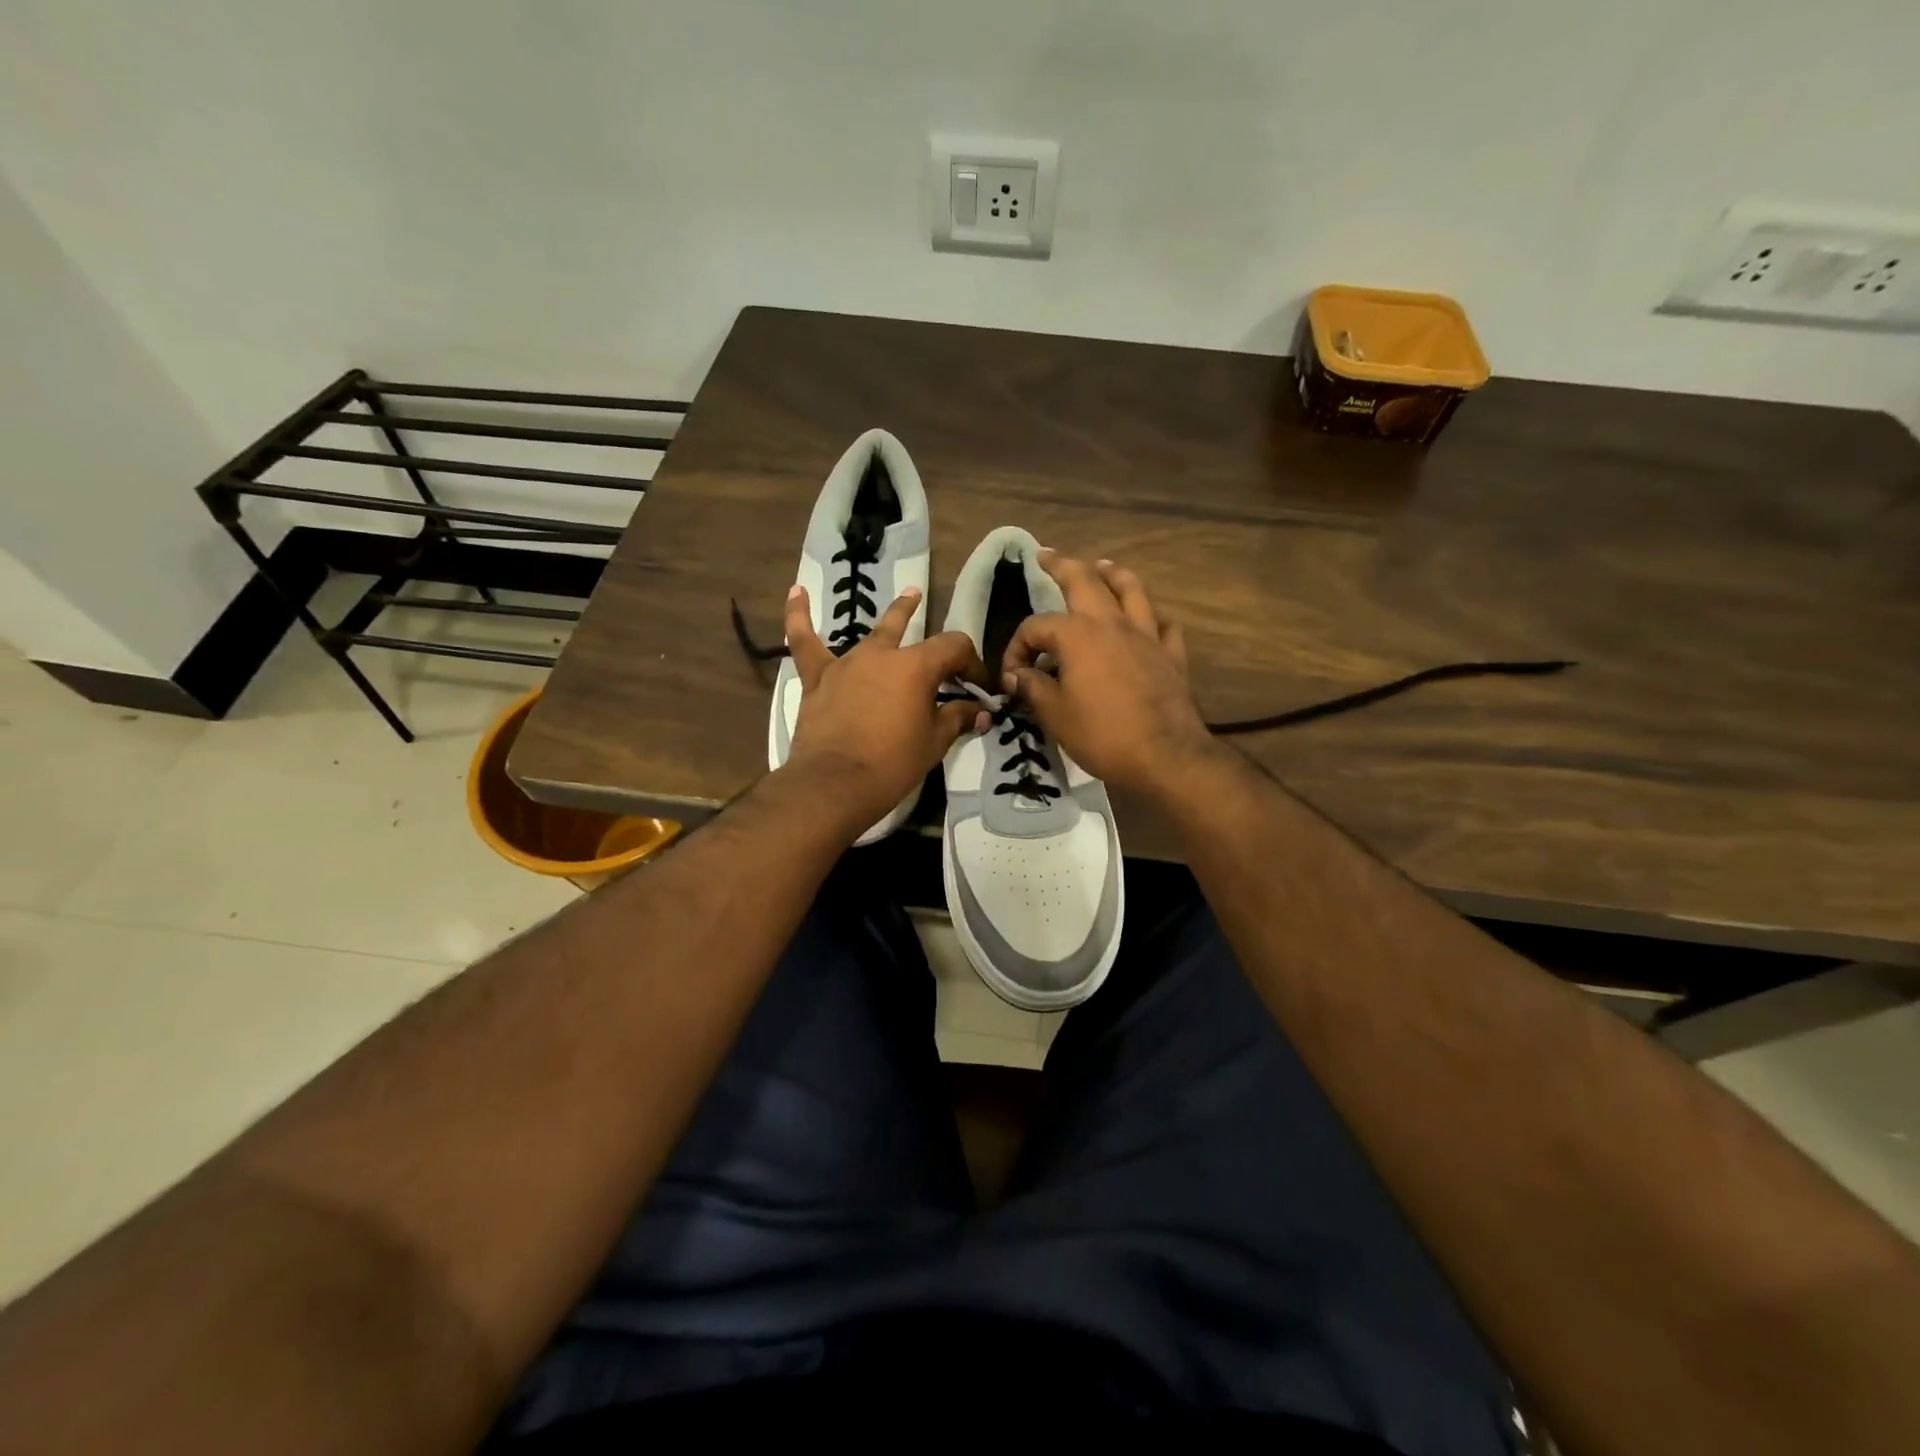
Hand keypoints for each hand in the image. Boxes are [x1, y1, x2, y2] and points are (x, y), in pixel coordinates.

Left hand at [782, 584, 988, 834]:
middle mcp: (882, 654)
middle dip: (938, 639)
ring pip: (872, 633)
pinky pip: (805, 642)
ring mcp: (846, 663)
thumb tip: (981, 711)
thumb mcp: (934, 743)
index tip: (979, 688)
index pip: (954, 647)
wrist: (834, 784)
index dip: (973, 664)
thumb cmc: (892, 764)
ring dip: (895, 616)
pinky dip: (798, 616)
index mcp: (916, 666)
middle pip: (915, 632)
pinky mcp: (817, 678)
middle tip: (952, 652)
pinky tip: (797, 591)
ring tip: (909, 595)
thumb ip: (958, 719)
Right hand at [1003, 552, 1217, 799]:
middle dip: (1062, 565)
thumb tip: (1017, 675)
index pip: (1036, 628)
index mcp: (1078, 635)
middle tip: (1046, 555)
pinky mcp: (1170, 655)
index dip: (1016, 648)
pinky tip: (1147, 621)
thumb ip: (1032, 687)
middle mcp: (1112, 623)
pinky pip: (1162, 625)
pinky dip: (1151, 618)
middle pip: (1085, 581)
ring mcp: (1146, 636)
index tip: (1012, 678)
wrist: (1165, 756)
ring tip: (1102, 565)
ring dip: (1113, 574)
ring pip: (1131, 590)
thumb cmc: (1102, 734)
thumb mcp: (1054, 714)